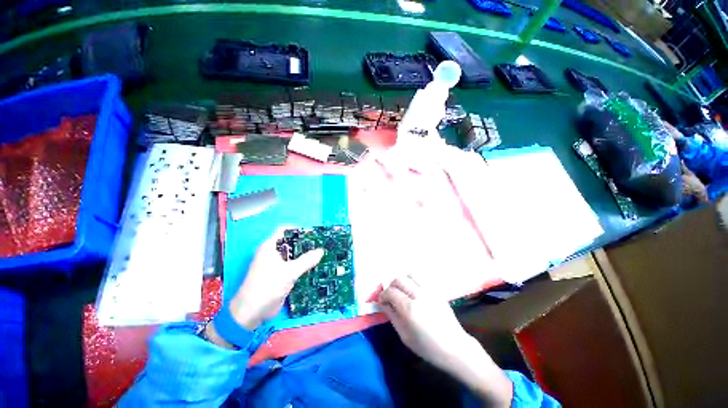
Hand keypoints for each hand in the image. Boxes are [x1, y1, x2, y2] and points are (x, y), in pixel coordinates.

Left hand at [229, 227, 323, 329]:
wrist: (252, 312)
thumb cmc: (267, 286)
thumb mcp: (289, 272)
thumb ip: (306, 260)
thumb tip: (321, 251)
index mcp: (270, 247)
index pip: (285, 231)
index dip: (299, 229)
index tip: (314, 232)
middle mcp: (273, 253)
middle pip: (291, 243)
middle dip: (305, 242)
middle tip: (322, 242)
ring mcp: (277, 265)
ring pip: (294, 255)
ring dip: (305, 255)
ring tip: (322, 252)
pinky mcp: (280, 275)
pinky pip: (294, 266)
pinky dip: (303, 265)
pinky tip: (315, 265)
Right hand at [379, 276, 512, 406]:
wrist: (456, 348)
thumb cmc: (428, 347)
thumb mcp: (405, 336)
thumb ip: (392, 316)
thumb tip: (383, 304)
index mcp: (410, 308)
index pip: (391, 292)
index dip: (383, 295)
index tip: (381, 301)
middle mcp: (419, 295)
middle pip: (399, 279)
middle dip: (391, 286)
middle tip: (390, 296)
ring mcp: (429, 291)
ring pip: (410, 274)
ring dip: (402, 280)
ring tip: (402, 291)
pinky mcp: (436, 291)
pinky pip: (421, 278)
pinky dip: (412, 281)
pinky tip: (413, 292)